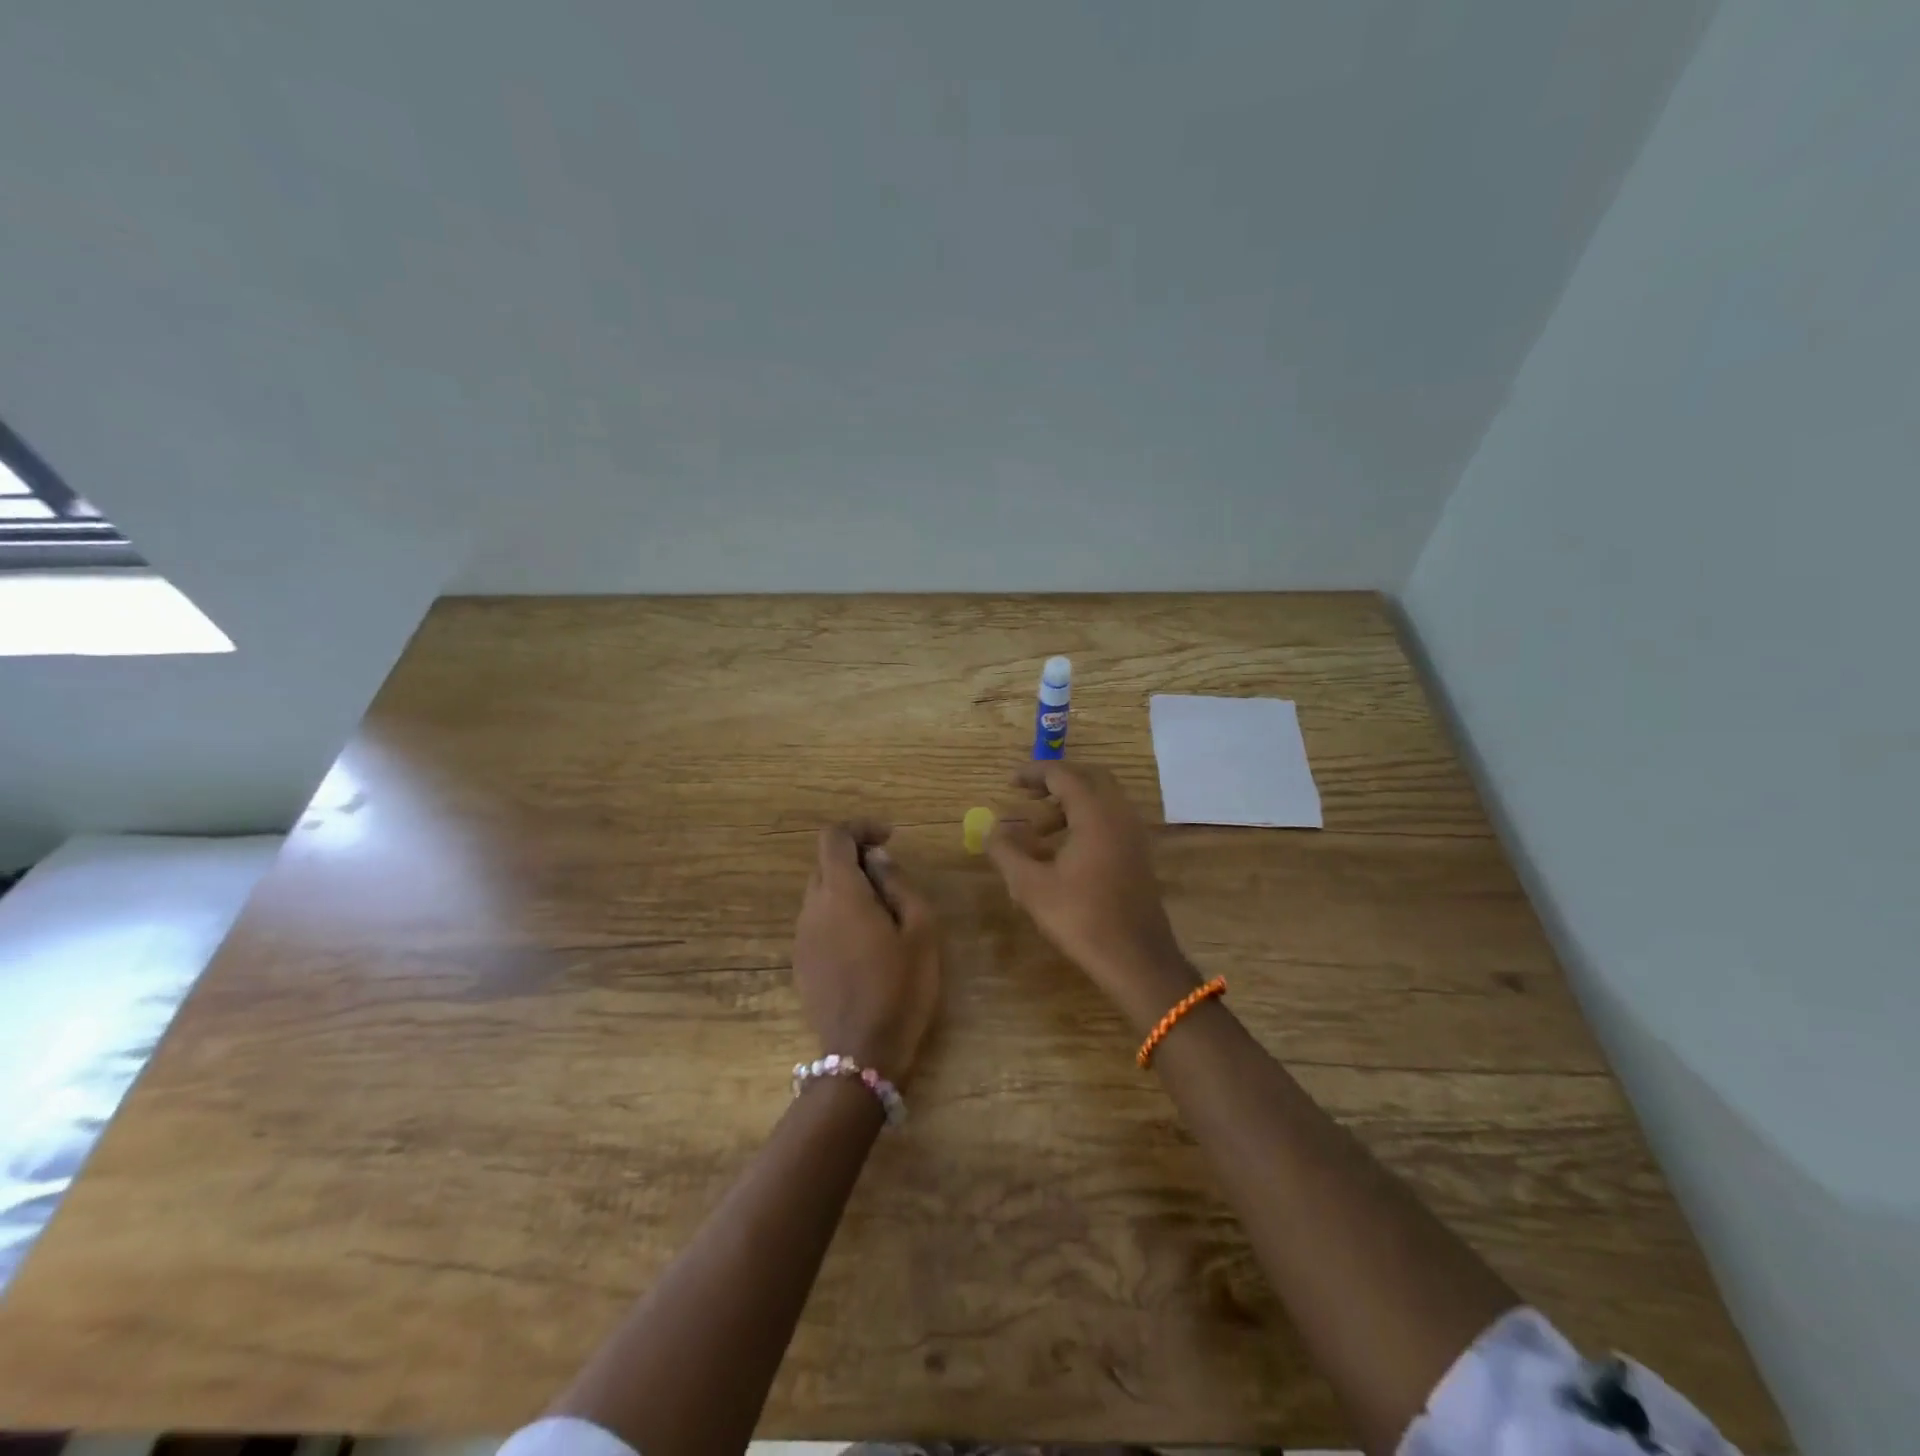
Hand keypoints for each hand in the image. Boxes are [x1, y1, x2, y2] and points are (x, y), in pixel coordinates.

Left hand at [792, 821, 941, 1084]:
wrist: (862, 1055)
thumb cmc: (901, 988)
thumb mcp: (920, 931)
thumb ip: (898, 884)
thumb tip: (878, 858)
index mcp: (841, 894)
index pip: (834, 837)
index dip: (860, 828)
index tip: (889, 838)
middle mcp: (812, 909)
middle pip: (825, 864)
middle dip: (857, 859)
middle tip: (893, 879)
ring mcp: (801, 938)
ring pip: (821, 894)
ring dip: (849, 889)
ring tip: (885, 915)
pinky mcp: (801, 963)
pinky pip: (818, 922)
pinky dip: (840, 915)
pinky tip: (866, 944)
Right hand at [986, 762, 1201, 1034]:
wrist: (1136, 958)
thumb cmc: (1081, 918)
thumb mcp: (1031, 886)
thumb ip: (1006, 851)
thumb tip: (991, 830)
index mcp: (1095, 813)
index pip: (1063, 775)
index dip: (1034, 773)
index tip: (1010, 782)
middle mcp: (1119, 814)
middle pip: (1089, 778)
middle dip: (1056, 782)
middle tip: (1028, 796)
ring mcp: (1134, 834)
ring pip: (1102, 800)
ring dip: (1070, 804)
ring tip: (1038, 831)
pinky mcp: (1138, 854)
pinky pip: (1111, 820)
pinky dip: (1085, 821)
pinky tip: (1063, 851)